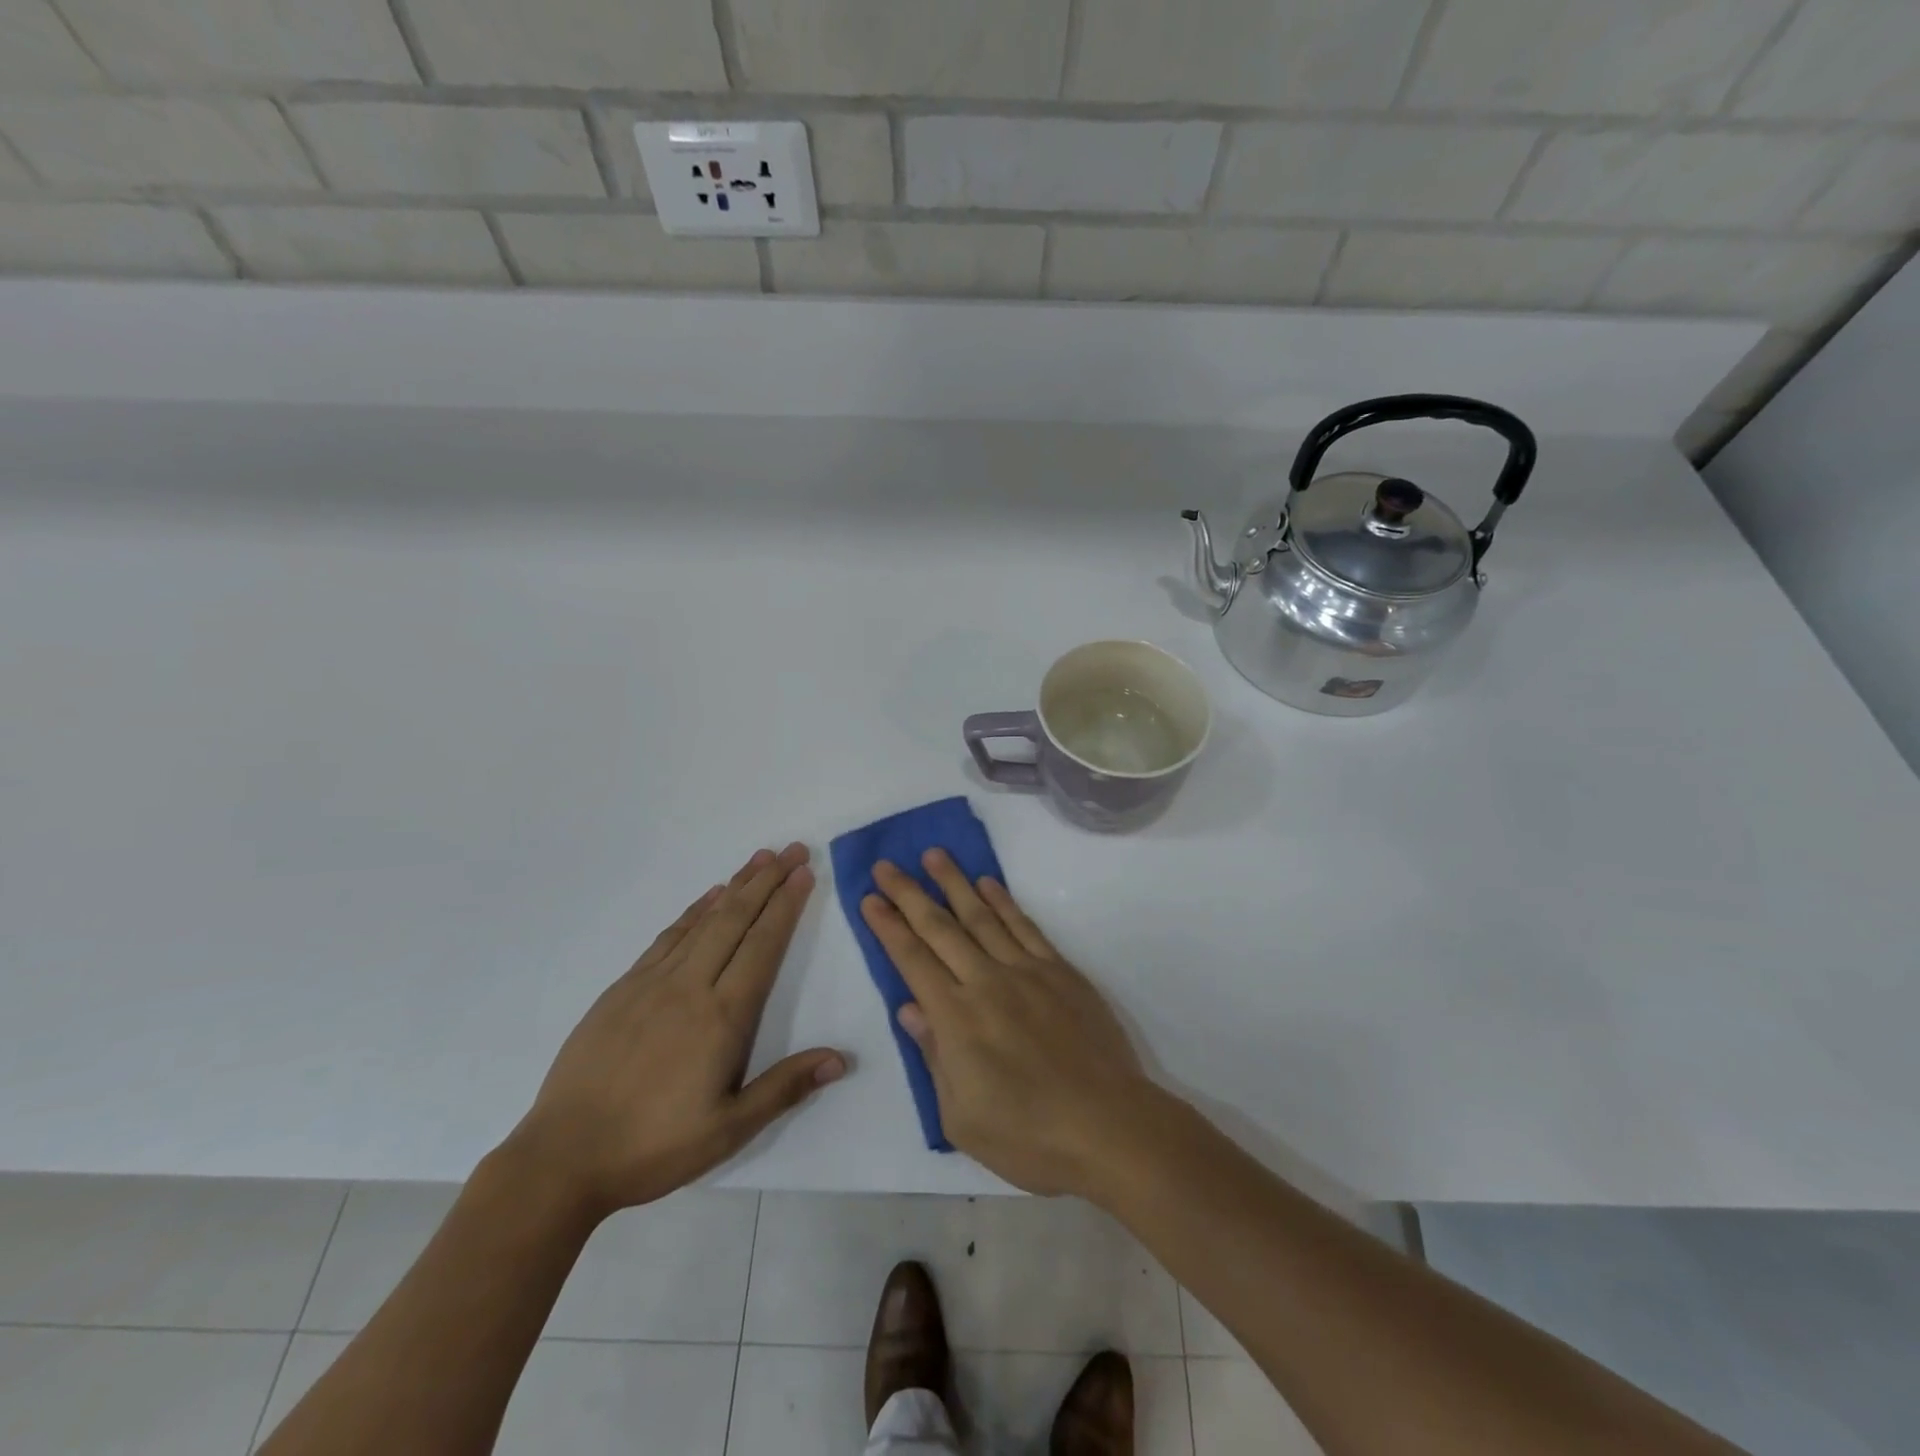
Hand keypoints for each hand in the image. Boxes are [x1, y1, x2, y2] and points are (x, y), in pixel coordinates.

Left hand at [508, 843, 844, 1217]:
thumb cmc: (654, 1146)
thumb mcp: (729, 1130)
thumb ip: (785, 1087)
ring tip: (759, 859)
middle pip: (736, 920)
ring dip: (735, 886)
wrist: (562, 1157)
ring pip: (703, 921)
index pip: (763, 946)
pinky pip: (668, 937)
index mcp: (722, 1017)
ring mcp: (652, 983)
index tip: (804, 874)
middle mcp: (690, 987)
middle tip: (792, 850)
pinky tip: (708, 898)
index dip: (786, 906)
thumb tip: (840, 1059)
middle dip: (767, 881)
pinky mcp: (623, 988)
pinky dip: (693, 911)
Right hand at [861, 851, 1159, 1197]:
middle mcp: (986, 982)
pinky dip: (1004, 902)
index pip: (912, 960)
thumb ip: (933, 1057)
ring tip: (934, 855)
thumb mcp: (962, 1118)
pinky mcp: (1060, 971)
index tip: (870, 899)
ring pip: (981, 916)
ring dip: (955, 883)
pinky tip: (988, 884)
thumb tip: (910, 1008)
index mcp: (956, 1019)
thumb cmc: (1030, 1137)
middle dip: (909, 894)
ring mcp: (1027, 971)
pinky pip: (1025, 926)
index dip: (888, 927)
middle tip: (887, 865)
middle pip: (939, 928)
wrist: (1110, 1127)